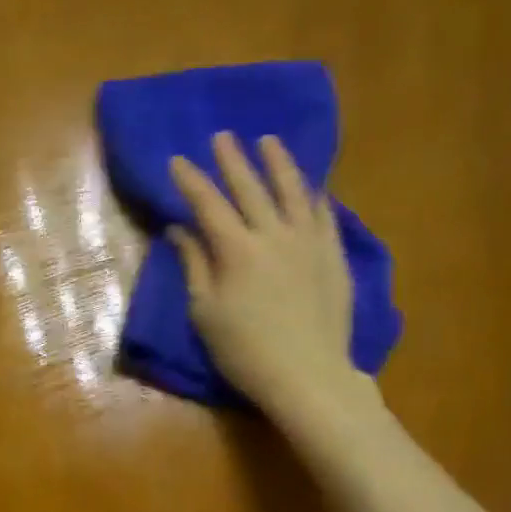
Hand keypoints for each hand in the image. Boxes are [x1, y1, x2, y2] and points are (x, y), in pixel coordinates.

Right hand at [169, 131, 360, 419]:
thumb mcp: (206, 313)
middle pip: (250, 187)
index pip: (208, 204)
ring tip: (268, 141)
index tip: (177, 160)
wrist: (308, 374)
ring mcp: (309, 241)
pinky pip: (323, 214)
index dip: (191, 181)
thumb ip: (195, 266)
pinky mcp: (333, 254)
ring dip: (278, 163)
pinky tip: (309, 186)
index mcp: (236, 249)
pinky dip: (312, 195)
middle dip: (232, 160)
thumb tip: (180, 230)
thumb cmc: (245, 351)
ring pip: (292, 190)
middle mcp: (273, 234)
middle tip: (222, 136)